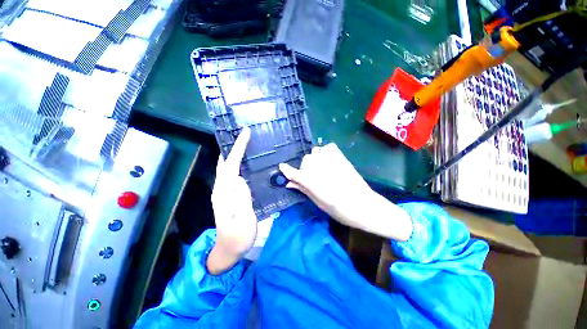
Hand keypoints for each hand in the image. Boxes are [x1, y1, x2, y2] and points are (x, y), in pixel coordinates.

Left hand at [207, 127, 256, 274]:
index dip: (237, 149)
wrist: (229, 250)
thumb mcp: (242, 221)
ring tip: (243, 143)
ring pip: (227, 167)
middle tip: (244, 134)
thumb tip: (239, 178)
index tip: (245, 134)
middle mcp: (221, 189)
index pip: (230, 166)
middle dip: (233, 147)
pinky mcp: (229, 195)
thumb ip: (241, 200)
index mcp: (224, 194)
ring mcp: (224, 192)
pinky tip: (243, 161)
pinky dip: (236, 163)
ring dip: (233, 153)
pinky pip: (231, 173)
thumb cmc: (238, 238)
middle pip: (225, 163)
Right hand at [279, 143, 411, 240]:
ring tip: (321, 169)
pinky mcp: (341, 158)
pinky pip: (328, 147)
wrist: (365, 206)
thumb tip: (289, 183)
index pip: (295, 173)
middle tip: (311, 177)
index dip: (287, 170)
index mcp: (313, 182)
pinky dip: (325, 152)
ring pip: (315, 152)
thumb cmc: (340, 211)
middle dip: (305, 168)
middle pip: (306, 160)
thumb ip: (303, 190)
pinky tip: (328, 160)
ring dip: (315, 160)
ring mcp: (332, 161)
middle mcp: (320, 168)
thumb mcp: (318, 203)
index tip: (282, 167)